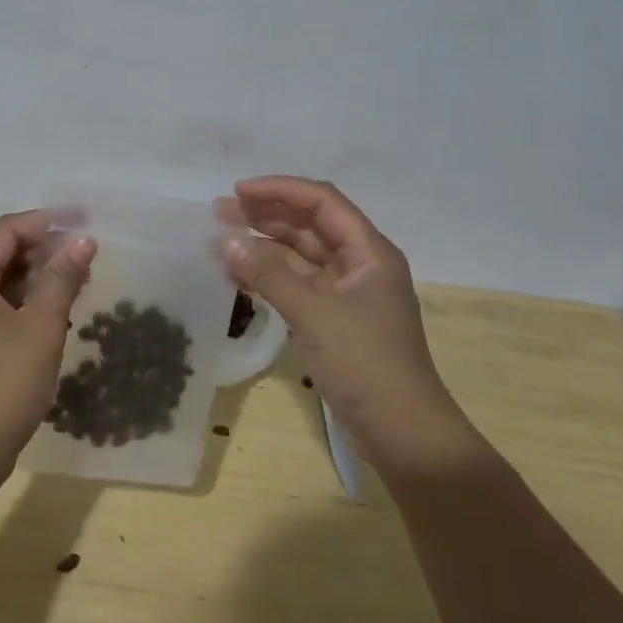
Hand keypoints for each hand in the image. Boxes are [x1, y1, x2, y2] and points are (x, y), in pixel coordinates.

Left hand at [0, 210, 95, 477]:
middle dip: (42, 250)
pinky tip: (55, 310)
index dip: (43, 222)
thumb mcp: (42, 325)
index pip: (4, 232)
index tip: (80, 222)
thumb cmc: (5, 383)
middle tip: (83, 254)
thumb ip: (62, 278)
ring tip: (77, 280)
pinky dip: (23, 301)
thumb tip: (83, 241)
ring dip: (36, 276)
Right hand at [217, 176, 478, 476]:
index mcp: (368, 251)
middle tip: (220, 213)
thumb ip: (268, 273)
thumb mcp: (315, 312)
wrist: (402, 432)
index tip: (238, 192)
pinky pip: (295, 286)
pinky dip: (267, 278)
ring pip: (299, 256)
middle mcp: (358, 265)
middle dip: (266, 215)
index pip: (322, 202)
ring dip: (262, 247)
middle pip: (308, 225)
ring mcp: (345, 294)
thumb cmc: (365, 362)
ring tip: (220, 242)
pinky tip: (236, 277)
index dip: (280, 190)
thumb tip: (224, 239)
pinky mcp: (332, 320)